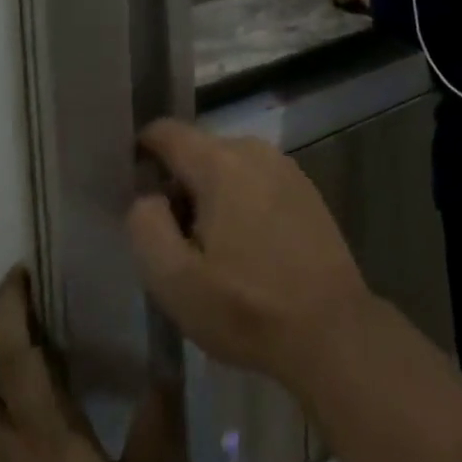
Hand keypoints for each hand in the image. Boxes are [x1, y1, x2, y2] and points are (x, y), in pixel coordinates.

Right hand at [128, 119, 371, 386]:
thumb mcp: (176, 282)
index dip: (142, 151)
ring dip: (210, 198)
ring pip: (228, 168)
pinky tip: (246, 251)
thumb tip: (147, 197)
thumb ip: (147, 228)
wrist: (331, 329)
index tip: (130, 186)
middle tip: (172, 243)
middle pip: (198, 151)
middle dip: (177, 186)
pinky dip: (240, 203)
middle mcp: (253, 150)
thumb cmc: (247, 308)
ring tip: (209, 253)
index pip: (167, 132)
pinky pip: (256, 181)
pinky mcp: (305, 189)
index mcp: (220, 162)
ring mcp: (284, 167)